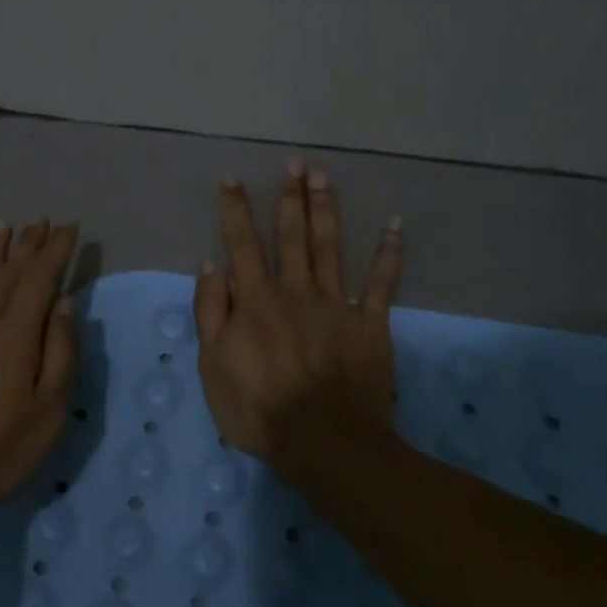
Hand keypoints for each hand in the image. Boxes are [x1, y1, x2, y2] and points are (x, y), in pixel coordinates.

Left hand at [0, 218, 78, 513]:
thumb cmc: (0, 447)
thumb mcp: (49, 409)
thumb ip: (60, 352)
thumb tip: (64, 304)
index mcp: (17, 334)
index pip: (40, 279)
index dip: (56, 252)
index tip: (69, 229)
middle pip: (9, 272)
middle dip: (27, 244)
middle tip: (41, 220)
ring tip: (3, 225)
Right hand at [194, 163, 402, 470]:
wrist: (325, 443)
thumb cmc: (259, 410)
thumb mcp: (213, 367)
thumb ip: (211, 313)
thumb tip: (211, 267)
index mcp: (256, 302)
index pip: (241, 245)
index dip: (235, 211)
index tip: (232, 180)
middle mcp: (296, 291)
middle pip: (292, 236)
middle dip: (290, 198)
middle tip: (295, 163)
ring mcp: (336, 305)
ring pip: (330, 247)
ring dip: (326, 210)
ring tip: (324, 177)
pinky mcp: (370, 324)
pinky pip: (381, 283)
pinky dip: (389, 253)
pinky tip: (394, 225)